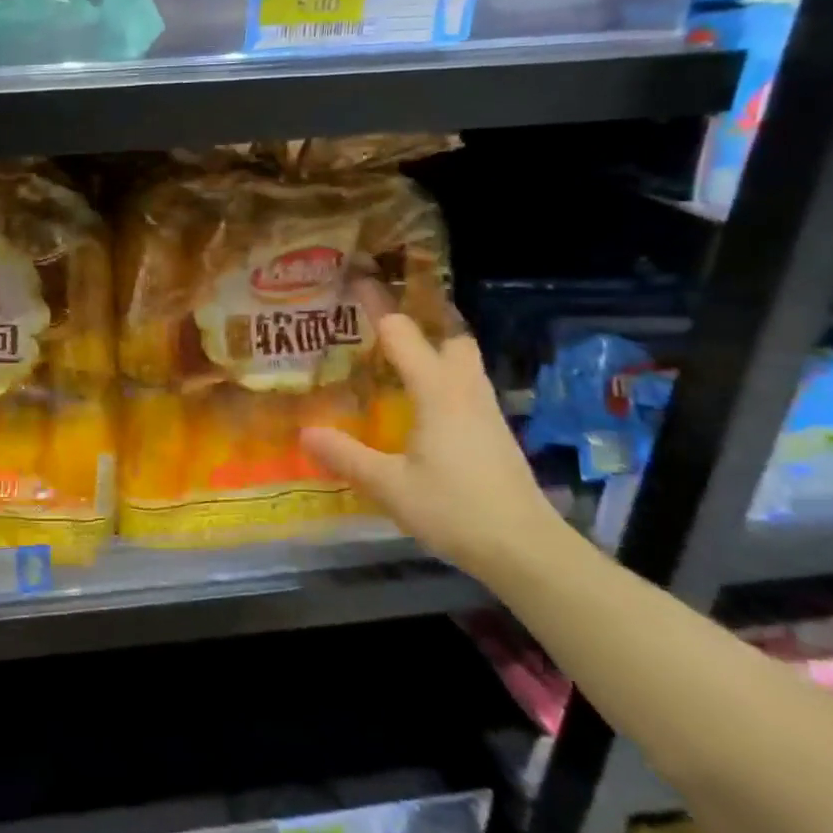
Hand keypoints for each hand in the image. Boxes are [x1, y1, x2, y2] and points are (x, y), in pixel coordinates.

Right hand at [301, 312, 566, 578]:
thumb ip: (346, 456)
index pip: (404, 335)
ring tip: (399, 357)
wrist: (527, 550)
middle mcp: (465, 392)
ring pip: (465, 362)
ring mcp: (486, 413)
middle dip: (423, 320)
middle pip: (451, 337)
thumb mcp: (389, 486)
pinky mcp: (495, 434)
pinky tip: (423, 404)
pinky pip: (467, 388)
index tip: (356, 281)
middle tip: (384, 322)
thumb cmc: (455, 510)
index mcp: (438, 393)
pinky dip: (444, 378)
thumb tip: (305, 431)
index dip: (378, 306)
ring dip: (437, 349)